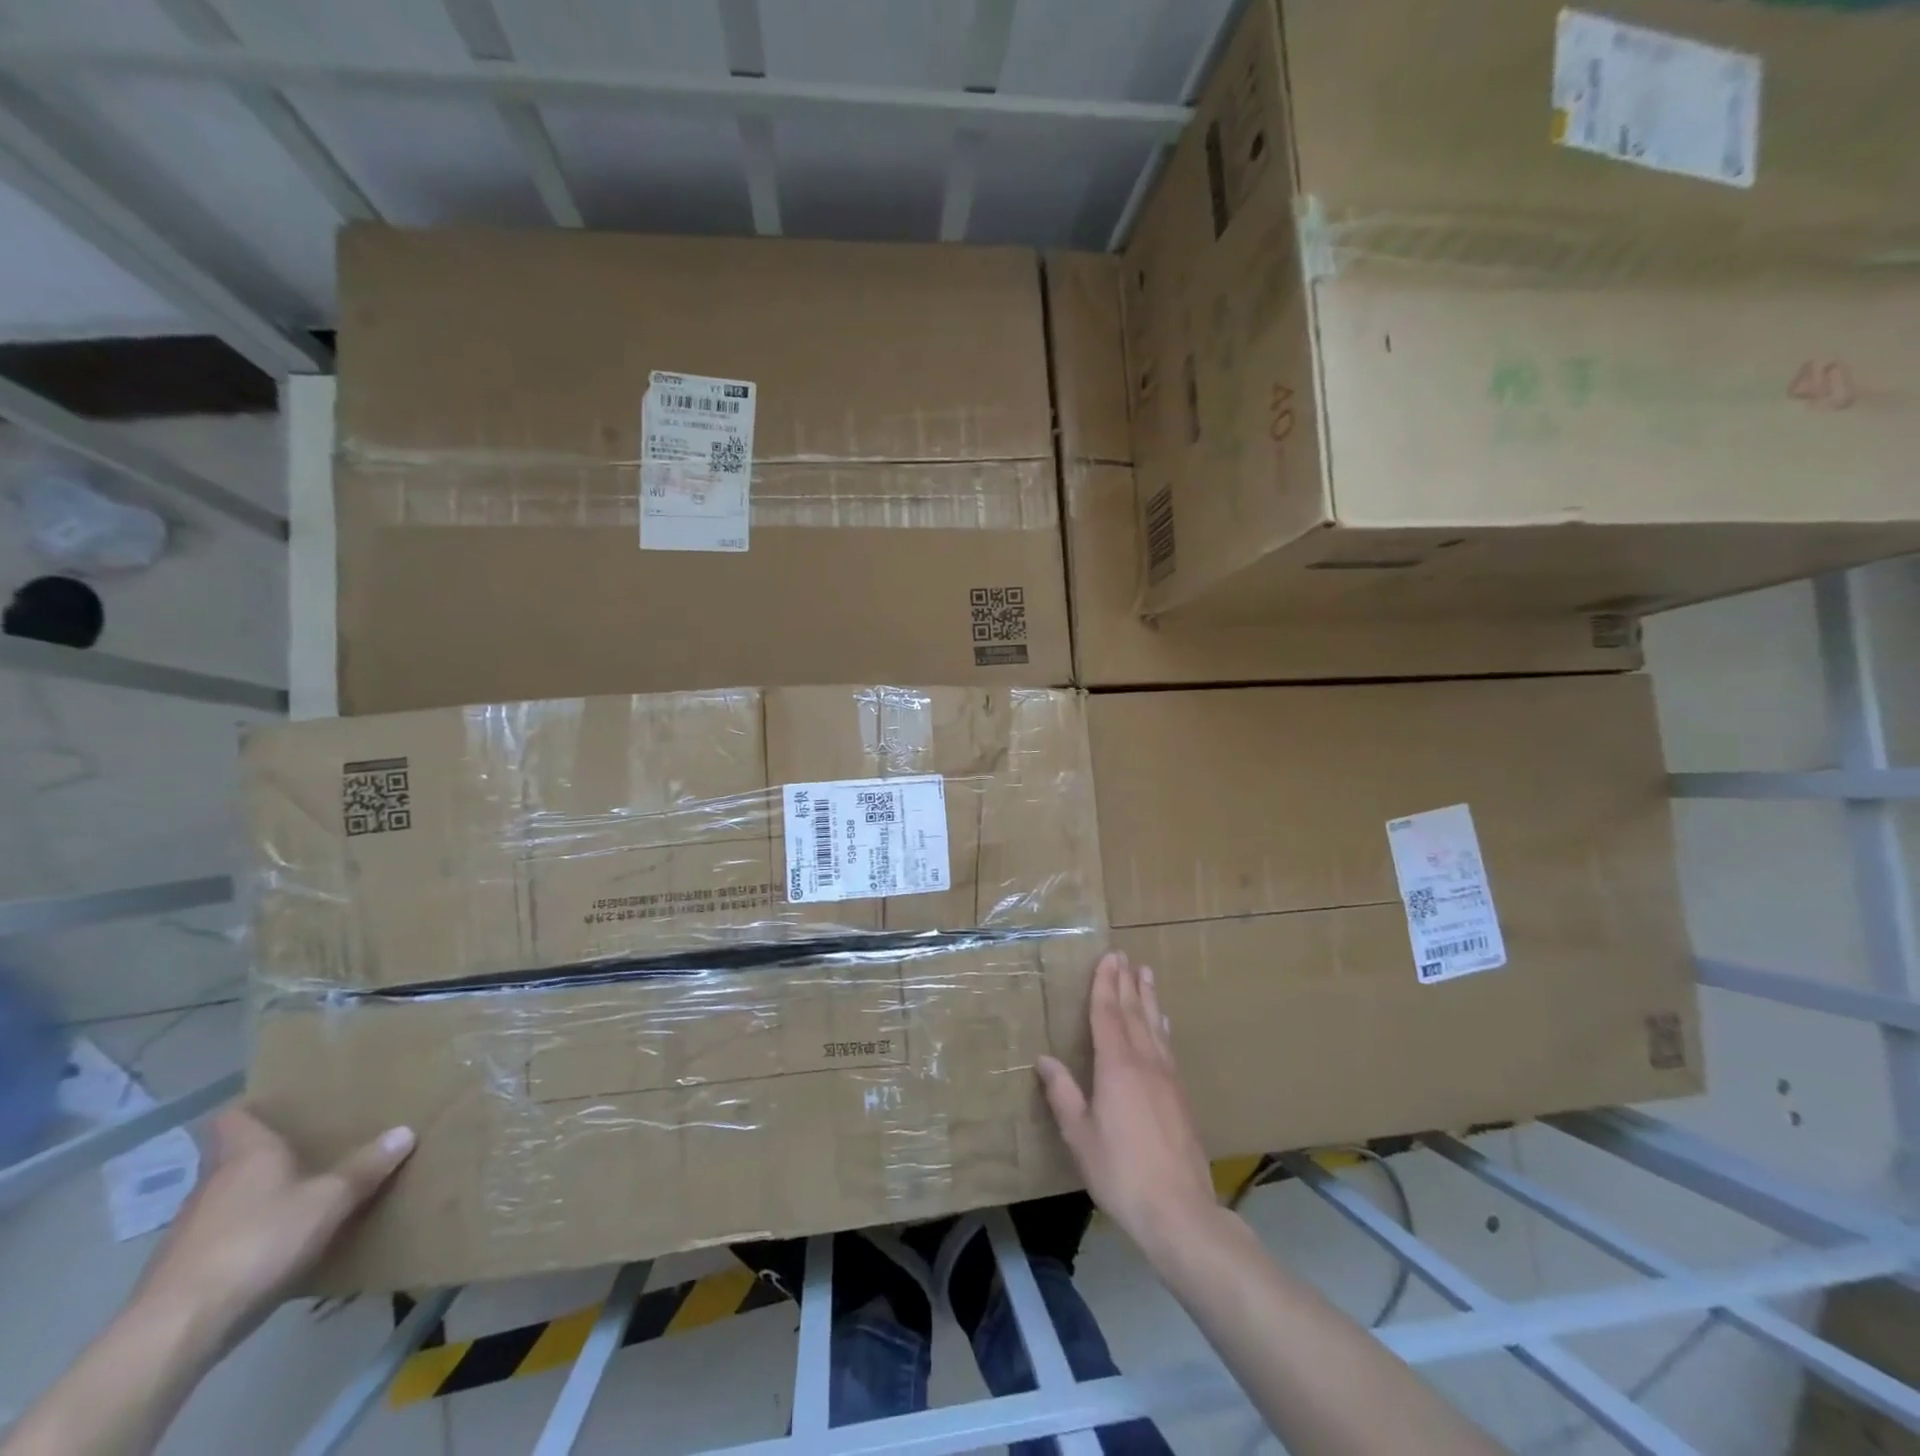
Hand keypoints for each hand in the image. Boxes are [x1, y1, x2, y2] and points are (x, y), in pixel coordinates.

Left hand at [134, 1108, 414, 1360]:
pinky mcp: (185, 1271)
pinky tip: (281, 1247)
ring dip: (263, 1197)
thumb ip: (366, 1167)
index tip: (283, 1104)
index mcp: (245, 1154)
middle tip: (317, 1146)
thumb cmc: (259, 1242)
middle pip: (237, 1157)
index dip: (254, 1108)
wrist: (176, 1331)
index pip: (234, 1117)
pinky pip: (228, 1236)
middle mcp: (213, 1184)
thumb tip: (405, 1131)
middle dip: (272, 1153)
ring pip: (233, 1198)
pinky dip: (252, 1234)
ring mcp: (193, 1230)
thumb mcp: (329, 1200)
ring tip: (307, 1195)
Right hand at [1036, 951, 1220, 1261]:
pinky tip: (1163, 1024)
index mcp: (1116, 1067)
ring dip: (1149, 998)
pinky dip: (1162, 1025)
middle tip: (1125, 956)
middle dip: (1127, 983)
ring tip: (1146, 975)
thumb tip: (1044, 1059)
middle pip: (1134, 1013)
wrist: (1179, 1210)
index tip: (1107, 958)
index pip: (1108, 1014)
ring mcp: (1168, 1077)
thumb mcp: (1080, 1136)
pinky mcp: (1181, 1095)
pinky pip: (1168, 1046)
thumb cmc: (1120, 1172)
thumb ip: (1063, 1094)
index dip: (1105, 985)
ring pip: (1156, 1026)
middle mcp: (1145, 1062)